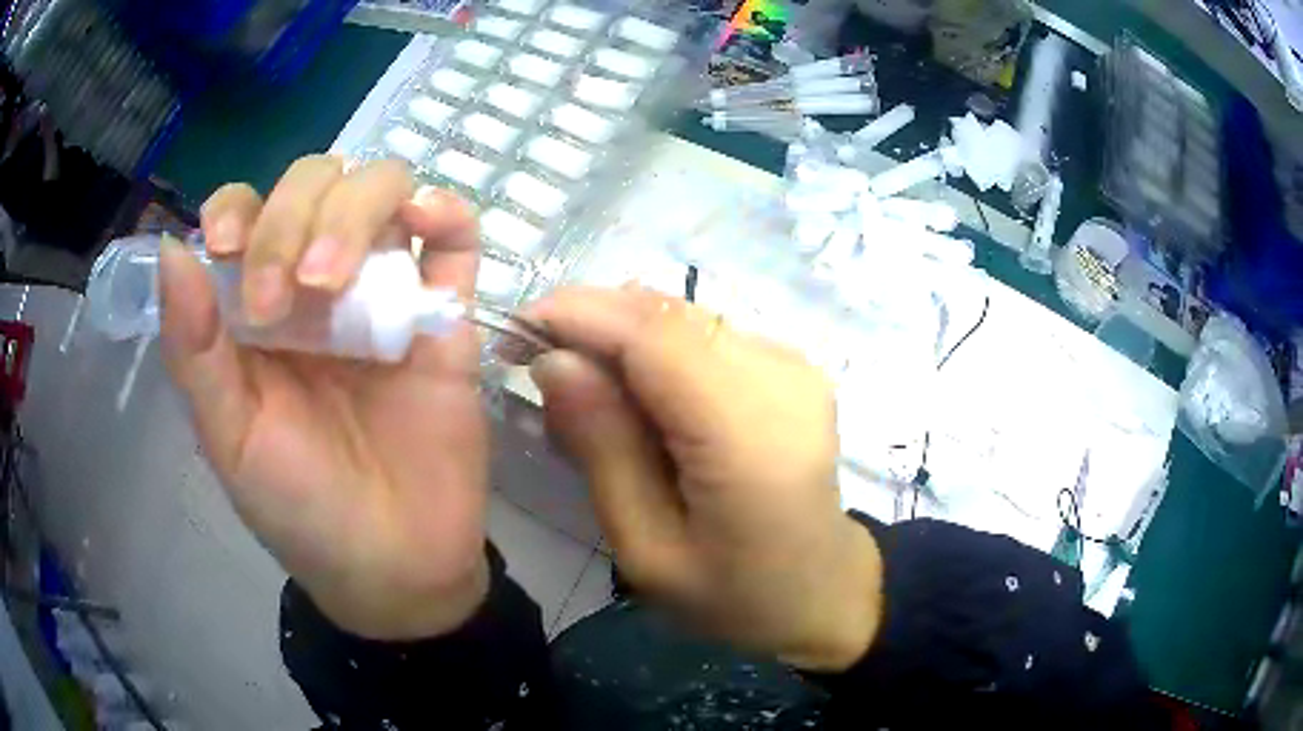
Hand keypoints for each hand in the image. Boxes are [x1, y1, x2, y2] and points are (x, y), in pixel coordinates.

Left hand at [160, 156, 488, 639]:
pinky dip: (446, 210)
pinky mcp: (445, 315)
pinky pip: (456, 238)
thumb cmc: (300, 509)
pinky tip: (426, 222)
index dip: (239, 207)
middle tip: (291, 296)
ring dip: (358, 208)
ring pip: (382, 187)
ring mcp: (384, 291)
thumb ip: (194, 350)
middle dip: (296, 217)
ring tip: (341, 280)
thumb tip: (172, 248)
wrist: (394, 565)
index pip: (245, 210)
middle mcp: (316, 282)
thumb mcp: (230, 438)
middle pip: (316, 182)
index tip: (230, 249)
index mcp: (256, 307)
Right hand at [525, 286, 882, 670]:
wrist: (821, 591)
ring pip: (683, 316)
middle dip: (590, 319)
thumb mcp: (647, 550)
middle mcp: (782, 379)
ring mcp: (795, 365)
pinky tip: (634, 394)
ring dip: (619, 333)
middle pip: (667, 313)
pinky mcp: (793, 365)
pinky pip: (705, 334)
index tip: (515, 331)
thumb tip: (555, 361)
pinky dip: (655, 348)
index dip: (578, 316)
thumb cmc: (733, 594)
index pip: (653, 335)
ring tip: (580, 385)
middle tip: (534, 357)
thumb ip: (604, 449)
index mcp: (750, 437)